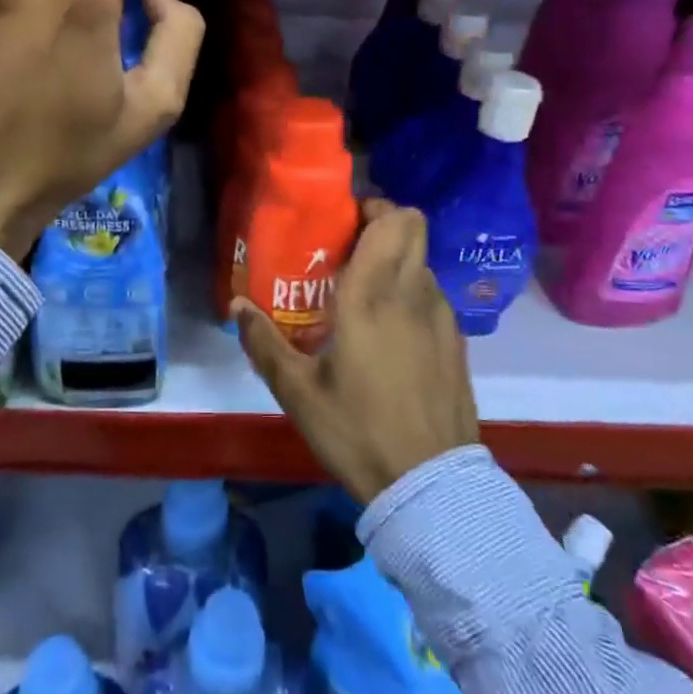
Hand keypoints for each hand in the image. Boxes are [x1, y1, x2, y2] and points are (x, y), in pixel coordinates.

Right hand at [234, 201, 479, 504]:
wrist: (430, 487)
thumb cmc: (358, 431)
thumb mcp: (298, 392)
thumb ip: (264, 344)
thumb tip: (236, 306)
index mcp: (373, 295)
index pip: (393, 220)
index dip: (371, 206)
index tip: (342, 222)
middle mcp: (413, 293)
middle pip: (413, 228)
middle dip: (383, 225)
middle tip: (348, 250)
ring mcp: (442, 317)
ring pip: (421, 263)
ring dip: (396, 263)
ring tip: (363, 295)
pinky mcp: (456, 342)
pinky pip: (432, 296)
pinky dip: (411, 295)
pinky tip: (390, 333)